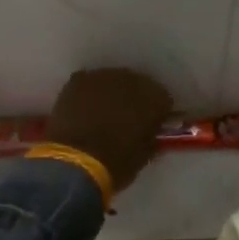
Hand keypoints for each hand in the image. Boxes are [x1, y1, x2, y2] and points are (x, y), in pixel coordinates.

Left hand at [44, 68, 172, 189]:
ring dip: (112, 94)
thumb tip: (151, 131)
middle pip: (139, 85)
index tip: (152, 125)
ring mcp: (104, 76)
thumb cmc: (117, 163)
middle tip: (127, 118)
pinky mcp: (79, 79)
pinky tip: (84, 109)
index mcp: (156, 97)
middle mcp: (133, 79)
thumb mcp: (145, 154)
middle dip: (135, 99)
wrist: (74, 162)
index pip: (164, 99)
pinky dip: (90, 94)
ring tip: (103, 113)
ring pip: (114, 81)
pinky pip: (91, 83)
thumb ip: (152, 136)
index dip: (158, 113)